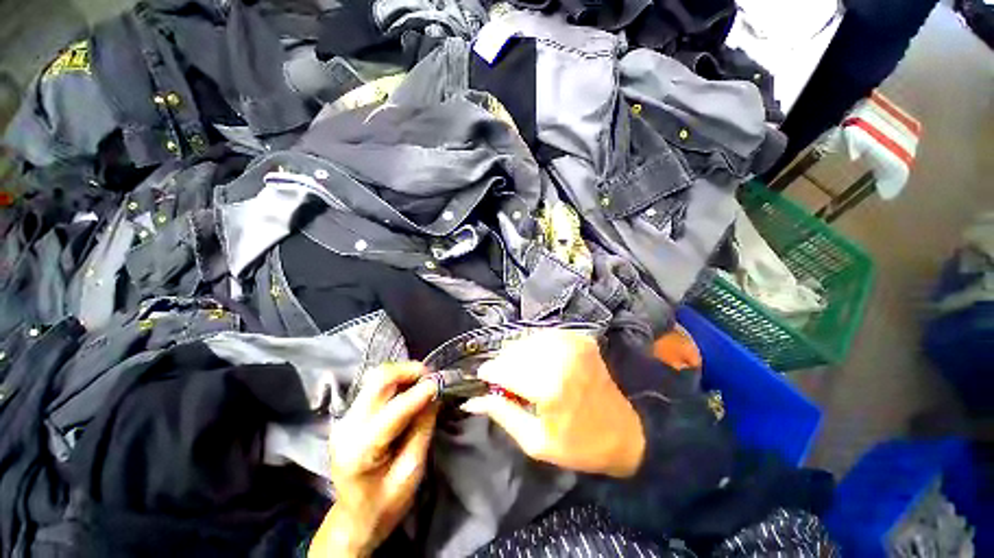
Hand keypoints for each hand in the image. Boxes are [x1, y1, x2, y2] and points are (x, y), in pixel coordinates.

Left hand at [309, 363, 438, 557]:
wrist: (354, 517)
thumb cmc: (386, 502)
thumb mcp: (412, 470)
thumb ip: (423, 428)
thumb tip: (435, 395)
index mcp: (360, 449)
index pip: (394, 409)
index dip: (421, 392)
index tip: (442, 383)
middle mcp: (347, 427)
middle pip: (379, 380)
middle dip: (409, 371)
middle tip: (432, 378)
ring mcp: (345, 418)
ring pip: (376, 378)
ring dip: (403, 374)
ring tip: (423, 383)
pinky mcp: (349, 415)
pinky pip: (375, 387)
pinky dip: (396, 382)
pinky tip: (409, 391)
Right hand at [461, 331, 644, 477]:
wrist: (625, 433)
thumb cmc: (579, 445)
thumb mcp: (535, 442)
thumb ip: (502, 414)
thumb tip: (473, 400)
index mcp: (549, 386)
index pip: (504, 369)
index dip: (489, 372)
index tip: (483, 377)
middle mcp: (560, 357)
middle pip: (514, 350)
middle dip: (503, 363)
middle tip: (503, 380)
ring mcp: (573, 344)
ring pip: (529, 339)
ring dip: (518, 353)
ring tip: (519, 370)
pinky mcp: (581, 339)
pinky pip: (547, 335)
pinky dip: (536, 345)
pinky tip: (538, 359)